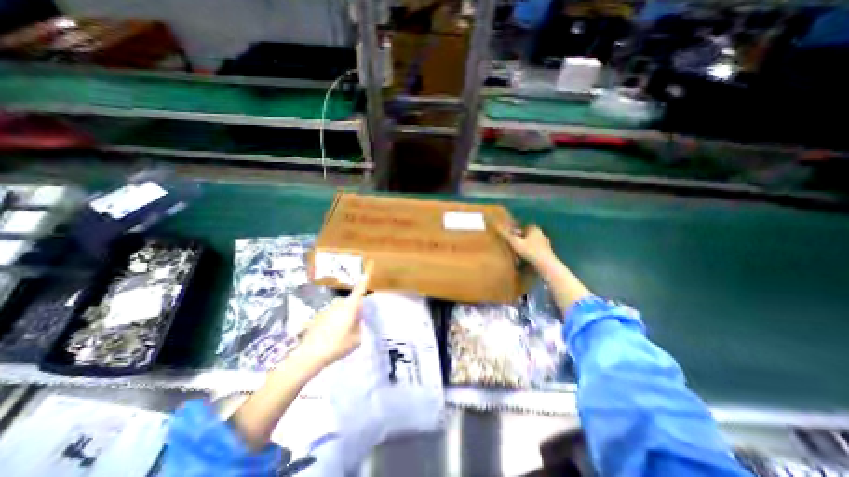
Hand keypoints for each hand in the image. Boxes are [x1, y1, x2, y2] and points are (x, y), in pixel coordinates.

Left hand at [297, 265, 371, 367]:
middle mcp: (338, 304)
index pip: (360, 290)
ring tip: (340, 336)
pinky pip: (331, 317)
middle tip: (354, 326)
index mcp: (350, 307)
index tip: (369, 266)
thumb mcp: (356, 340)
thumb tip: (357, 322)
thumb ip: (359, 327)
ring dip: (344, 318)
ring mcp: (327, 309)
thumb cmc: (337, 345)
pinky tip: (329, 338)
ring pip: (341, 310)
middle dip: (354, 311)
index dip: (365, 278)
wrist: (309, 354)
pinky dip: (333, 324)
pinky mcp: (318, 316)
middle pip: (351, 303)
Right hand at [499, 224, 591, 312]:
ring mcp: (546, 244)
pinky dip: (532, 253)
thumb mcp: (515, 242)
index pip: (524, 226)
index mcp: (534, 229)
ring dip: (527, 247)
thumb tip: (496, 225)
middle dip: (521, 238)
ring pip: (533, 243)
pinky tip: (526, 259)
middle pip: (529, 235)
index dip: (517, 230)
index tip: (510, 235)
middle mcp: (541, 234)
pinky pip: (537, 251)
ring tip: (518, 253)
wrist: (546, 265)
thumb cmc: (530, 251)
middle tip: (512, 245)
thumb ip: (506, 234)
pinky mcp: (547, 253)